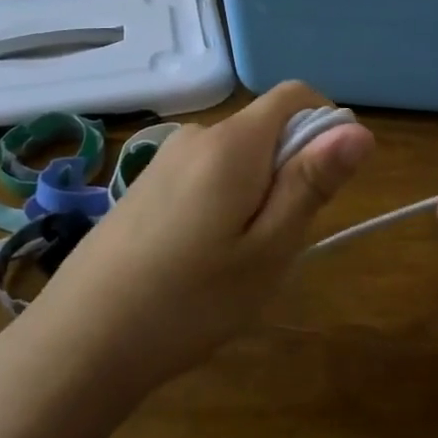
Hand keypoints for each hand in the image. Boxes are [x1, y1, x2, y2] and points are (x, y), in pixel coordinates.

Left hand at [0, 83, 373, 403]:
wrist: (79, 343)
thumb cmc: (190, 300)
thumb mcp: (268, 249)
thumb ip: (311, 182)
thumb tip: (358, 130)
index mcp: (233, 143)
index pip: (295, 95)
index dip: (327, 125)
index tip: (328, 183)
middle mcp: (197, 136)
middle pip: (266, 127)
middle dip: (291, 170)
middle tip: (279, 242)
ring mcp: (164, 160)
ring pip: (237, 157)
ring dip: (257, 191)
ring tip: (239, 260)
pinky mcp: (144, 187)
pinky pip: (205, 175)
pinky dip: (224, 202)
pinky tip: (201, 260)